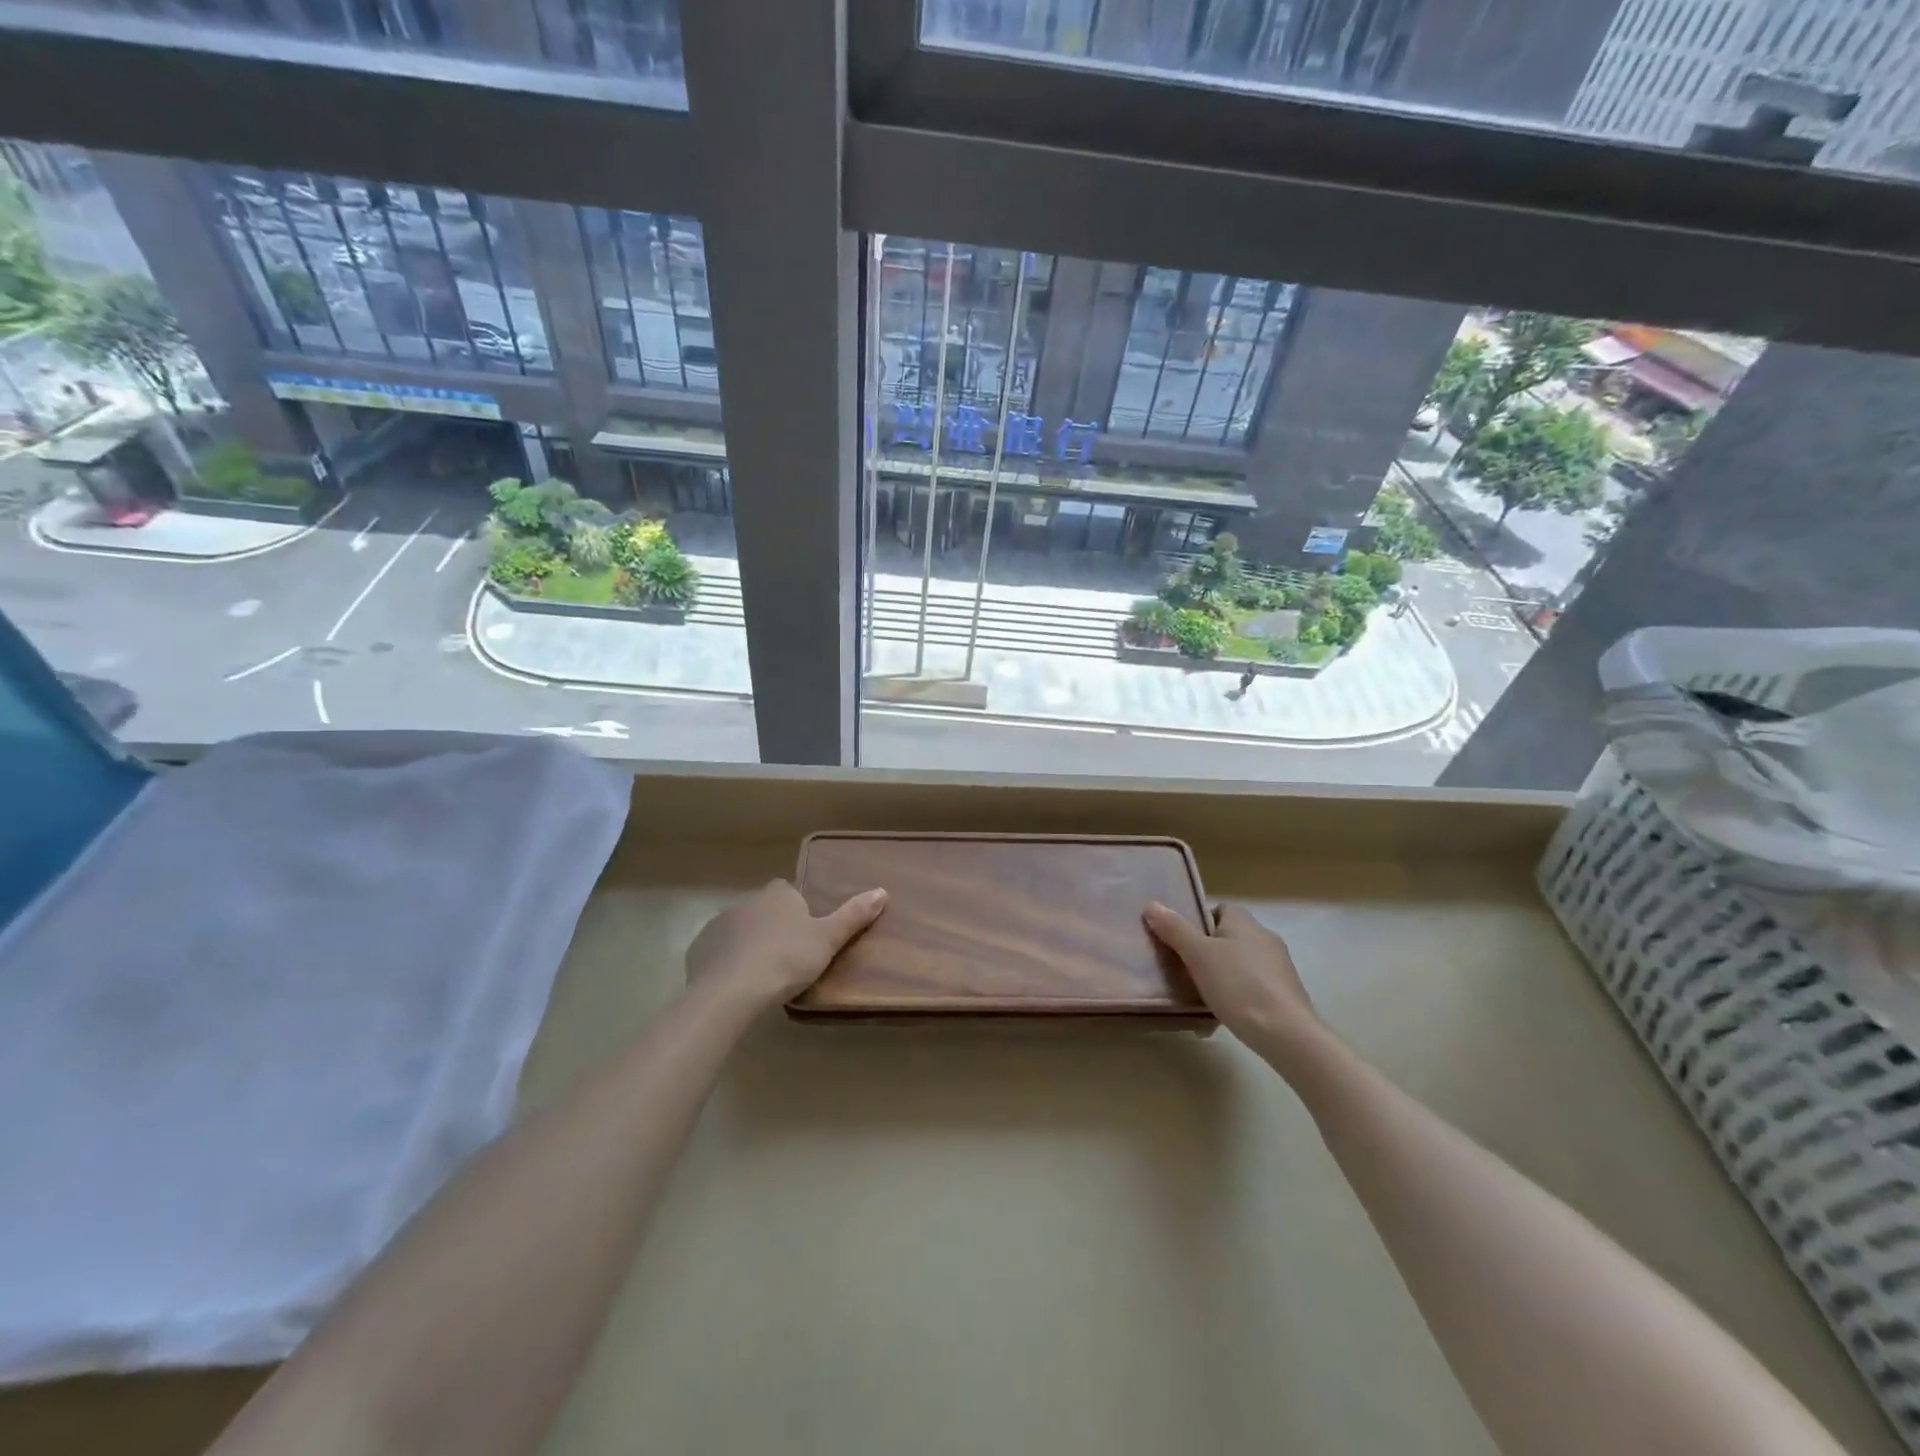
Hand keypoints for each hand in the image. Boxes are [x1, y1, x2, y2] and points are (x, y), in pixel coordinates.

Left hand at [685, 880, 886, 1008]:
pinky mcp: (699, 949)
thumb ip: (853, 916)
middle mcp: (747, 902)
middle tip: (788, 959)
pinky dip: (726, 963)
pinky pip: (717, 952)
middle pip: (763, 911)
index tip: (806, 934)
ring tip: (762, 977)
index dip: (797, 910)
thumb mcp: (828, 940)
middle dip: (772, 928)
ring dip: (748, 945)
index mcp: (778, 895)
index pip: (788, 892)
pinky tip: (736, 986)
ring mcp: (719, 924)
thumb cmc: (786, 960)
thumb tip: (882, 890)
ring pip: (739, 931)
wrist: (732, 991)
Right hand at [1144, 901, 1322, 1059]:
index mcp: (1244, 922)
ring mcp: (1277, 968)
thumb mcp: (1198, 955)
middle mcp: (1264, 938)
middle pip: (1225, 939)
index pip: (1218, 910)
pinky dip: (1233, 1001)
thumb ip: (1174, 929)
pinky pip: (1249, 991)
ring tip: (1195, 1001)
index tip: (1179, 941)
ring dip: (1216, 980)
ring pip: (1236, 967)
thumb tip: (1152, 904)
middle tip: (1181, 972)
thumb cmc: (1238, 986)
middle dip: (1203, 955)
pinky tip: (1216, 1021)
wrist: (1287, 1034)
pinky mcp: (1284, 995)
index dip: (1197, 922)